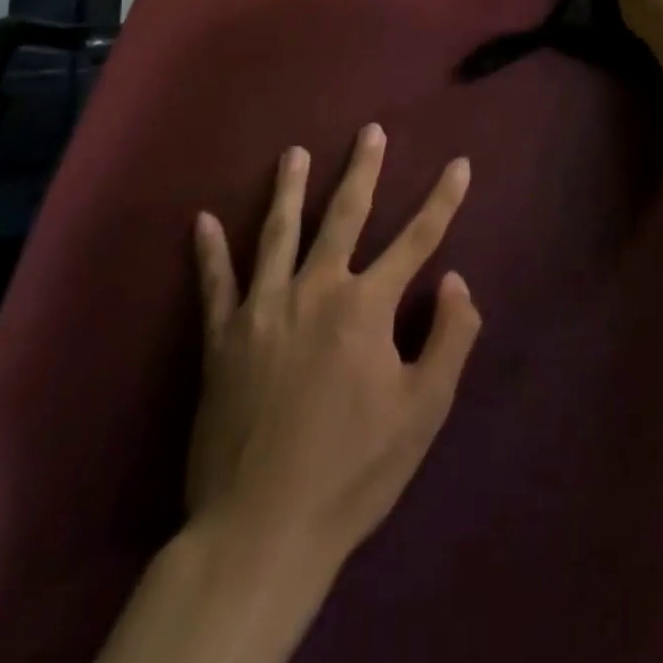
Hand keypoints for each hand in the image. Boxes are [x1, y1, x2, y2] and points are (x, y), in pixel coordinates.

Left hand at [187, 124, 481, 568]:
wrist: (262, 530)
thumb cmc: (353, 469)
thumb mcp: (423, 410)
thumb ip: (449, 337)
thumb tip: (455, 280)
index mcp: (366, 306)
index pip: (418, 239)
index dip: (444, 200)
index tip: (460, 164)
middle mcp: (315, 291)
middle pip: (344, 216)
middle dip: (362, 170)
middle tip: (369, 131)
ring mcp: (263, 311)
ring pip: (278, 234)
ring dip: (288, 189)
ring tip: (293, 153)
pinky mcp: (222, 340)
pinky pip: (215, 285)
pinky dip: (209, 252)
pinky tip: (203, 221)